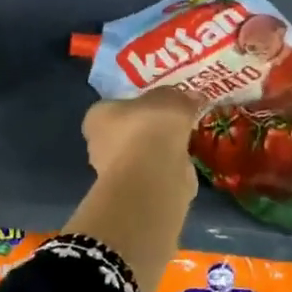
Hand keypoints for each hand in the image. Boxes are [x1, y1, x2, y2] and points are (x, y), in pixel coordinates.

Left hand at [70, 86, 202, 291]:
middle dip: (147, 132)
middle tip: (174, 125)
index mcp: (98, 117)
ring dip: (158, 154)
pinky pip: (152, 176)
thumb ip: (180, 97)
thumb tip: (194, 97)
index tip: (158, 107)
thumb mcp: (171, 99)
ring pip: (140, 157)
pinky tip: (183, 166)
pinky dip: (166, 172)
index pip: (114, 108)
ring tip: (184, 145)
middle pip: (125, 134)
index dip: (136, 106)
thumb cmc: (151, 127)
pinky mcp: (132, 195)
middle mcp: (98, 145)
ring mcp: (114, 174)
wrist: (153, 175)